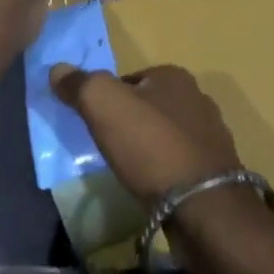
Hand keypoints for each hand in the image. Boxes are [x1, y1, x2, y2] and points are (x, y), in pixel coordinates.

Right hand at [48, 63, 240, 202]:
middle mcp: (197, 98)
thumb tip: (57, 69)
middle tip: (107, 147)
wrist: (203, 205)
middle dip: (129, 123)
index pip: (128, 79)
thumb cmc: (151, 147)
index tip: (93, 123)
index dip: (107, 99)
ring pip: (165, 134)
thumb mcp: (104, 105)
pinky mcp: (216, 169)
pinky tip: (152, 186)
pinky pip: (179, 161)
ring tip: (128, 169)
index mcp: (174, 76)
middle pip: (149, 106)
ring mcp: (211, 135)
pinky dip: (164, 170)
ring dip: (147, 148)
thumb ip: (80, 84)